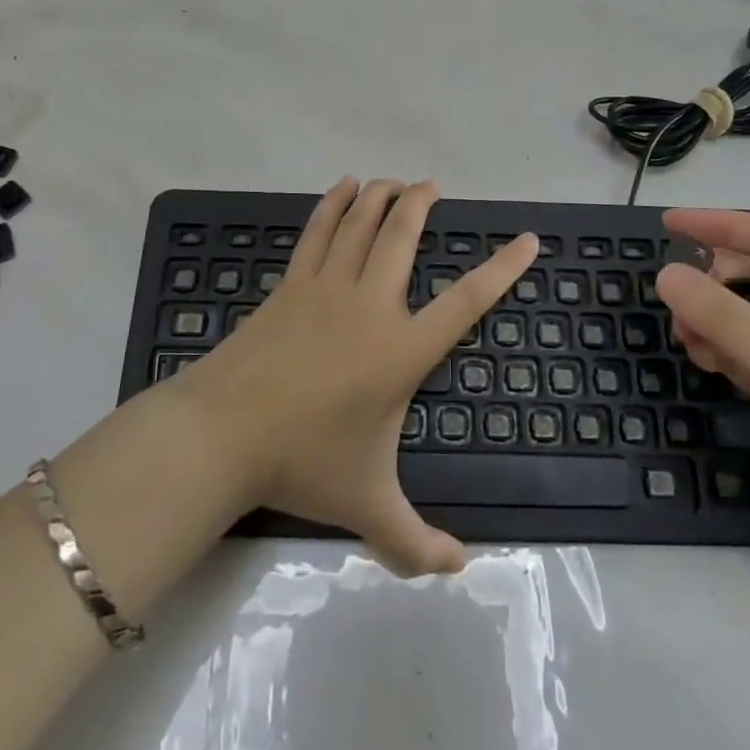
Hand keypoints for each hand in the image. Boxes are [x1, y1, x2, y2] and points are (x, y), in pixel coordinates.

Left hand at [174, 177, 536, 576]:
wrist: (222, 434)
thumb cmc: (302, 463)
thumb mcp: (368, 507)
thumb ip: (416, 542)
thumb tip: (461, 569)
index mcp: (401, 351)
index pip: (465, 302)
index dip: (501, 269)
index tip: (526, 240)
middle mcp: (369, 306)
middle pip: (402, 238)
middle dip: (421, 205)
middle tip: (433, 186)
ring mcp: (325, 288)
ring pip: (361, 226)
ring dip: (380, 197)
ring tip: (395, 181)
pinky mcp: (290, 285)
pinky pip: (318, 233)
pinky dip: (333, 205)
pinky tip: (343, 187)